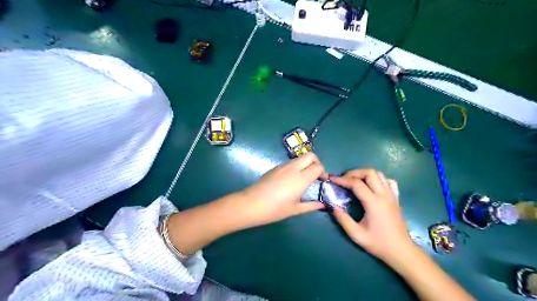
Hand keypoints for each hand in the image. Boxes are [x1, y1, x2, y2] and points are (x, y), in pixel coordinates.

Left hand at [239, 154, 326, 226]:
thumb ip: (311, 206)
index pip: (318, 166)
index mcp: (301, 178)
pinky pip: (290, 163)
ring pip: (300, 158)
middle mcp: (293, 168)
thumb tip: (323, 205)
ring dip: (306, 164)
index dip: (323, 172)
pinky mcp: (275, 167)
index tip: (322, 181)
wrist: (251, 204)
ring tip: (304, 179)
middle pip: (310, 155)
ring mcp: (283, 166)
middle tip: (315, 176)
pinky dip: (296, 167)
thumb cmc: (275, 209)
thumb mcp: (295, 209)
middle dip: (317, 163)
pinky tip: (291, 180)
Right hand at [330, 169, 411, 262]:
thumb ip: (343, 219)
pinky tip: (372, 186)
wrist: (401, 251)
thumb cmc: (379, 243)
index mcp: (374, 203)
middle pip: (369, 173)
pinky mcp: (396, 198)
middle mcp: (384, 195)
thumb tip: (332, 206)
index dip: (342, 180)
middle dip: (354, 173)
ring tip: (355, 181)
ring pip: (379, 174)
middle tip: (344, 179)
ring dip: (365, 174)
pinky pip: (389, 181)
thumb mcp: (356, 235)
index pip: (356, 184)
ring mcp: (392, 195)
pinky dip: (379, 179)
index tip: (332, 179)